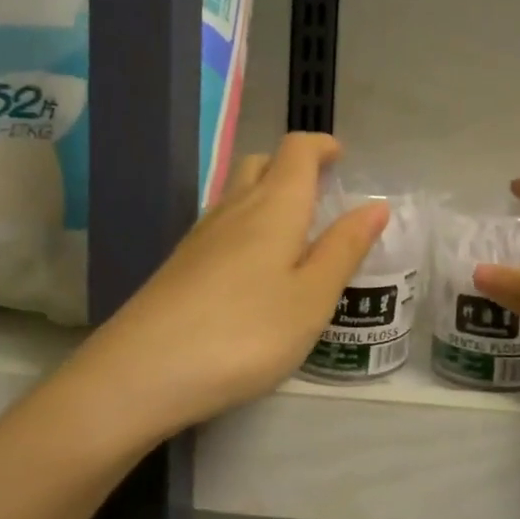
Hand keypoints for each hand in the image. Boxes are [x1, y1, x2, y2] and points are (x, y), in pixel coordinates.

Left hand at [67, 133, 387, 433]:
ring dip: (267, 196)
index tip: (341, 157)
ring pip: (237, 195)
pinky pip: (221, 226)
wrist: (142, 372)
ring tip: (294, 234)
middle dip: (292, 167)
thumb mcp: (312, 297)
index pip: (296, 151)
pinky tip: (253, 269)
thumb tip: (376, 206)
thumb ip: (345, 249)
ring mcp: (200, 237)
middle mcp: (234, 209)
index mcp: (274, 207)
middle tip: (320, 194)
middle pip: (261, 164)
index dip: (321, 146)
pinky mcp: (180, 265)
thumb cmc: (245, 333)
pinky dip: (246, 227)